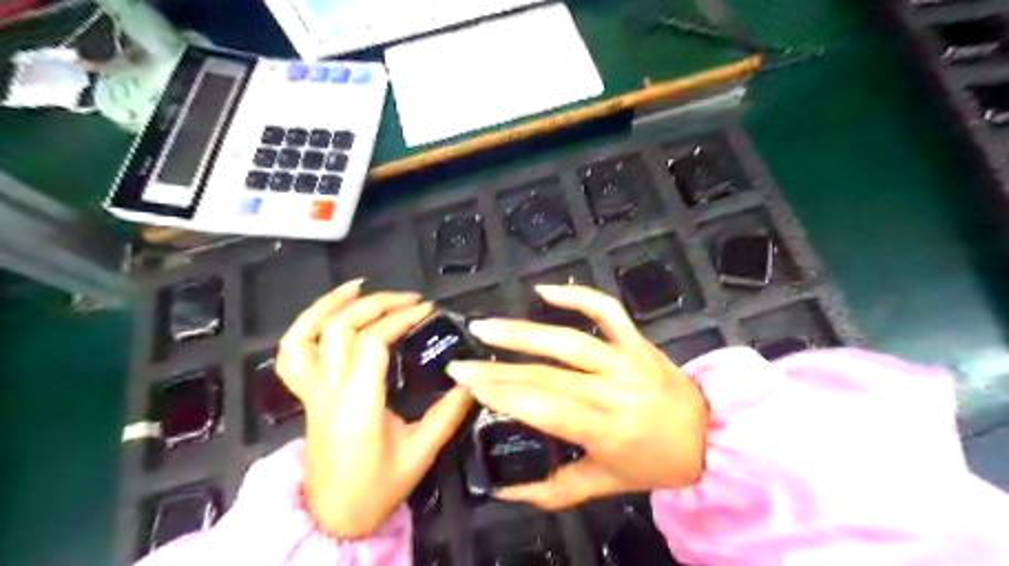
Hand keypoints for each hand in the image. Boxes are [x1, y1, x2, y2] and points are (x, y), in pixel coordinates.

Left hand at [274, 282, 473, 539]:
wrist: (332, 519)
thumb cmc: (376, 489)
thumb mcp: (420, 454)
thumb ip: (448, 415)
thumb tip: (471, 380)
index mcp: (358, 404)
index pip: (372, 342)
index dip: (400, 318)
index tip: (428, 310)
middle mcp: (328, 391)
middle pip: (341, 328)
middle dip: (378, 303)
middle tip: (411, 299)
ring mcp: (311, 392)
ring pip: (306, 335)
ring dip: (331, 304)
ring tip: (361, 286)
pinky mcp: (306, 396)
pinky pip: (292, 354)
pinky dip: (305, 325)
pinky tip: (329, 313)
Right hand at [445, 286, 712, 510]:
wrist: (709, 436)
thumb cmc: (653, 464)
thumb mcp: (603, 485)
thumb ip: (552, 489)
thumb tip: (503, 487)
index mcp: (608, 430)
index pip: (546, 408)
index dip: (505, 396)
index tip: (469, 387)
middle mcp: (616, 389)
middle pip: (548, 374)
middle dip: (498, 368)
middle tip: (460, 362)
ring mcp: (628, 359)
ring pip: (569, 340)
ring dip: (522, 331)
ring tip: (484, 328)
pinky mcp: (637, 340)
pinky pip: (607, 311)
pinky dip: (577, 296)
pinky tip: (544, 291)